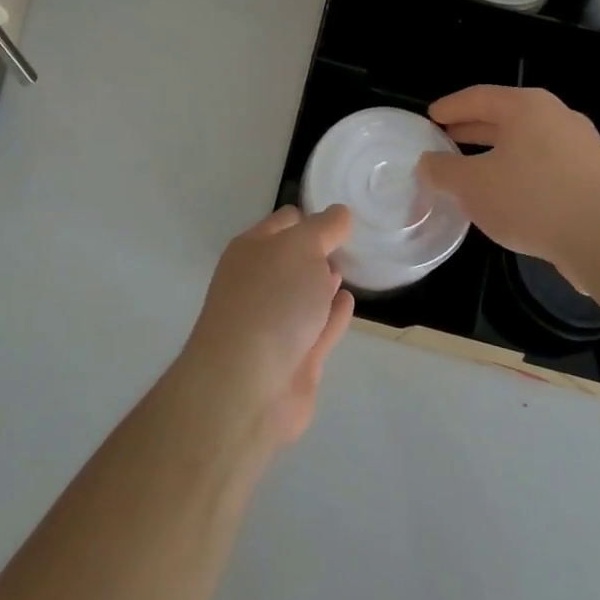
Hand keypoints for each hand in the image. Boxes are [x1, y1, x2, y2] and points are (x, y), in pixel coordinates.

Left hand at [178, 205, 354, 448]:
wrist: (247, 386)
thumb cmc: (271, 300)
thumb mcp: (301, 247)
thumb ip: (324, 228)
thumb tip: (340, 214)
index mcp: (251, 250)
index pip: (285, 222)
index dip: (312, 216)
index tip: (343, 216)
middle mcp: (259, 283)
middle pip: (293, 259)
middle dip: (319, 250)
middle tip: (352, 242)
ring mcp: (275, 324)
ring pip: (304, 295)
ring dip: (324, 282)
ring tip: (351, 268)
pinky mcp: (295, 360)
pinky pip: (319, 328)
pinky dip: (334, 315)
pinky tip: (348, 302)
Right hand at [416, 86, 599, 291]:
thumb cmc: (532, 201)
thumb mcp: (472, 186)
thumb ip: (442, 170)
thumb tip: (429, 162)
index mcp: (526, 107)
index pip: (478, 97)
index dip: (450, 107)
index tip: (431, 117)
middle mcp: (557, 116)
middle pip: (505, 115)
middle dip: (473, 128)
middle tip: (446, 140)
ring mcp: (582, 145)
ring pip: (528, 140)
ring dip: (498, 151)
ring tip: (474, 169)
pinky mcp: (597, 175)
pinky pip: (548, 162)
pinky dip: (522, 170)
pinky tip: (511, 195)